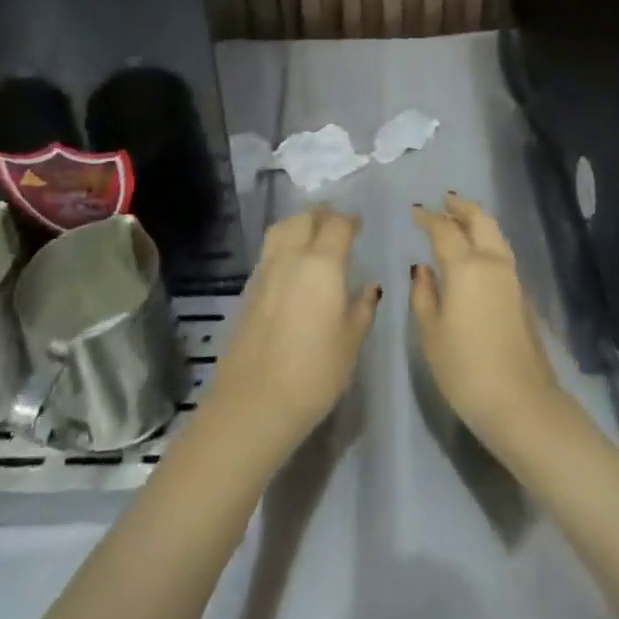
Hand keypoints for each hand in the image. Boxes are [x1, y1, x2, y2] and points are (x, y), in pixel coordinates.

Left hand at [204, 206, 380, 462]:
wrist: (254, 402)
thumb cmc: (315, 372)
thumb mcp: (351, 341)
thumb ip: (362, 308)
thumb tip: (369, 287)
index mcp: (323, 263)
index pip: (337, 225)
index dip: (350, 221)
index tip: (359, 226)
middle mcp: (291, 257)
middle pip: (305, 218)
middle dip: (322, 216)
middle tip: (336, 226)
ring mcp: (265, 271)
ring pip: (281, 230)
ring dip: (299, 225)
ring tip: (312, 238)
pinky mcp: (249, 290)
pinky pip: (269, 252)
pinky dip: (283, 246)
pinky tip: (292, 267)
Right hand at [409, 194, 569, 459]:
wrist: (521, 401)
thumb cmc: (465, 369)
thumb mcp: (431, 334)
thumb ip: (424, 295)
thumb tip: (422, 269)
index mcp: (466, 267)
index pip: (444, 229)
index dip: (428, 217)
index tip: (415, 211)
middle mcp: (492, 262)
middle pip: (479, 220)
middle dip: (461, 207)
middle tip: (444, 201)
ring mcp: (512, 277)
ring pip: (495, 234)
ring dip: (478, 220)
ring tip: (461, 219)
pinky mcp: (522, 294)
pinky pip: (502, 252)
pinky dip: (488, 240)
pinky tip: (476, 252)